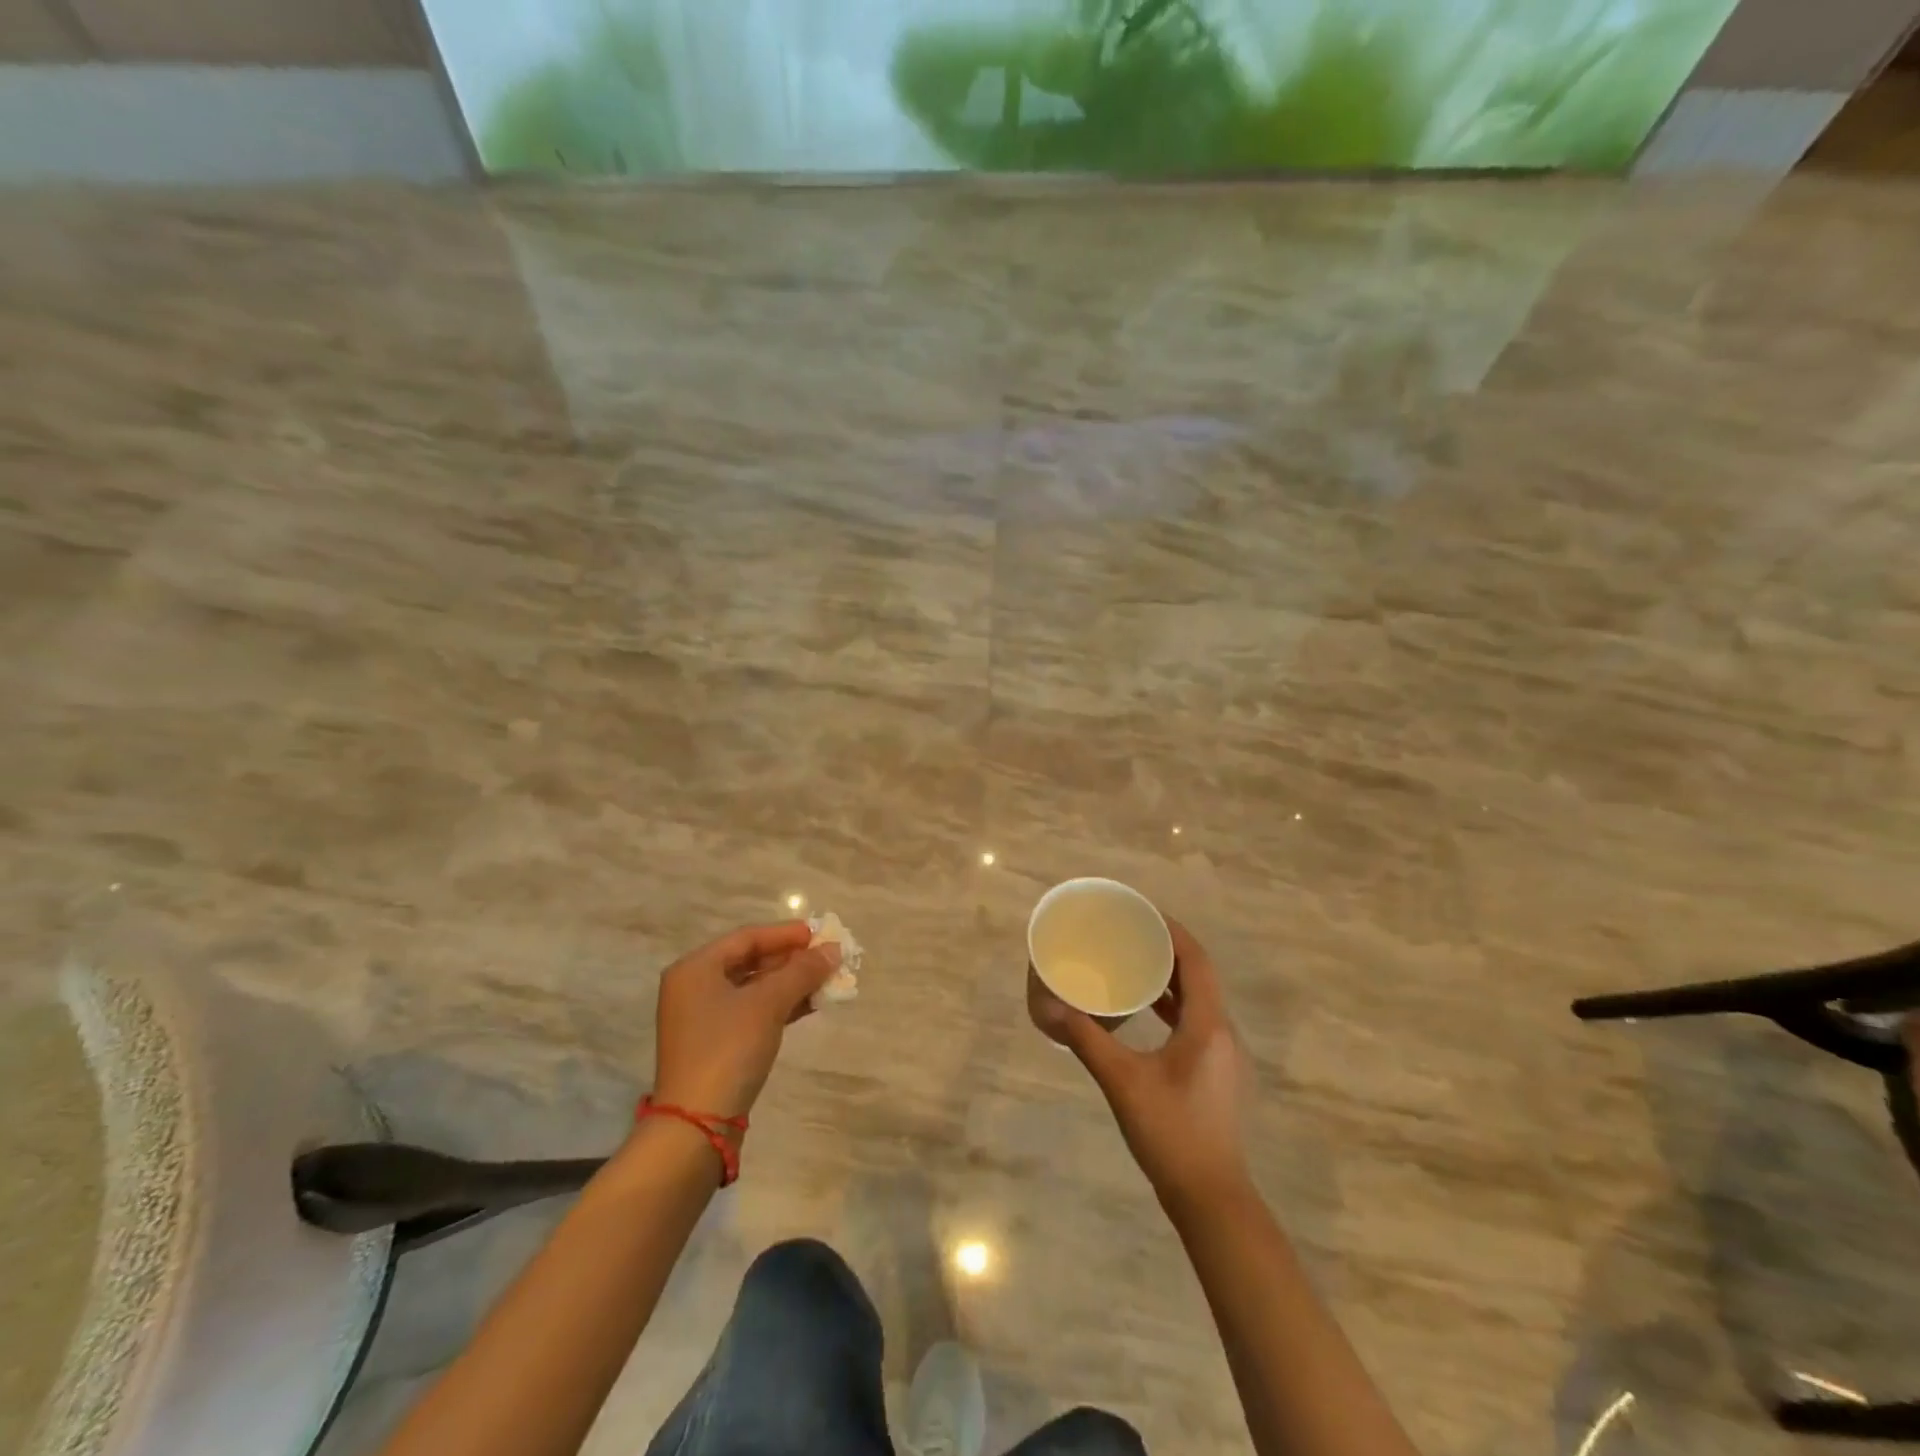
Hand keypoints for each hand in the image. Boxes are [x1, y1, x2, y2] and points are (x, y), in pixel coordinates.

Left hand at [651, 922, 839, 1120]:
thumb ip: (802, 972)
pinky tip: (810, 1004)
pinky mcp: (715, 1044)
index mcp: (695, 969)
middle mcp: (694, 987)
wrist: (697, 1124)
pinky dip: (780, 1005)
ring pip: (754, 988)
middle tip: (827, 957)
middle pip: (750, 961)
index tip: (820, 934)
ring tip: (826, 979)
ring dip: (790, 983)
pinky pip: (752, 1011)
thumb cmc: (729, 1049)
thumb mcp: (768, 1004)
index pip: (747, 937)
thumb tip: (834, 950)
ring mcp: (703, 1018)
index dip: (786, 933)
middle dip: (791, 959)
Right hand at [1030, 917, 1251, 1202]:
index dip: (1172, 932)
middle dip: (1168, 950)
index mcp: (1208, 1026)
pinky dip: (1174, 1006)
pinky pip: (1197, 1021)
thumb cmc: (1170, 1132)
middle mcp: (1223, 1032)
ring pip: (1200, 1000)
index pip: (1196, 961)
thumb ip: (1087, 1039)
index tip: (1142, 913)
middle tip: (1131, 933)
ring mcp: (1223, 1054)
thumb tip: (1050, 1006)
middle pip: (1200, 975)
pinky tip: (1148, 1010)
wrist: (1210, 1197)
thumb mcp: (1122, 1081)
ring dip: (1172, 978)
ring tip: (1135, 962)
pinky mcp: (1216, 1072)